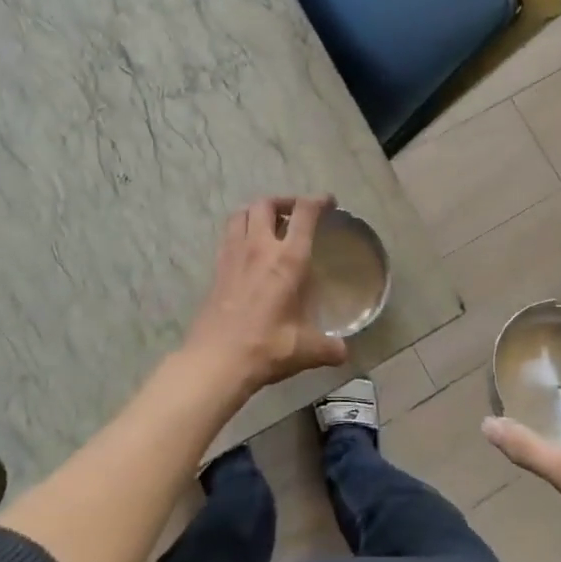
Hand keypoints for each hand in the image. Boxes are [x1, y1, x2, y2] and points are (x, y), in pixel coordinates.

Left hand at [182, 195, 348, 393]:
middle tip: (296, 213)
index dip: (318, 201)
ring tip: (269, 224)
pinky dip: (240, 231)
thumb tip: (344, 352)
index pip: (304, 213)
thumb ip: (329, 347)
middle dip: (284, 201)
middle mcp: (259, 248)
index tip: (329, 202)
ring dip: (257, 211)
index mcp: (288, 259)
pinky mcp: (217, 269)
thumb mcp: (307, 350)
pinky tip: (248, 251)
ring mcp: (233, 256)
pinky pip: (228, 236)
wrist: (216, 360)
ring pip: (241, 214)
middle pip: (266, 204)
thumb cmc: (266, 347)